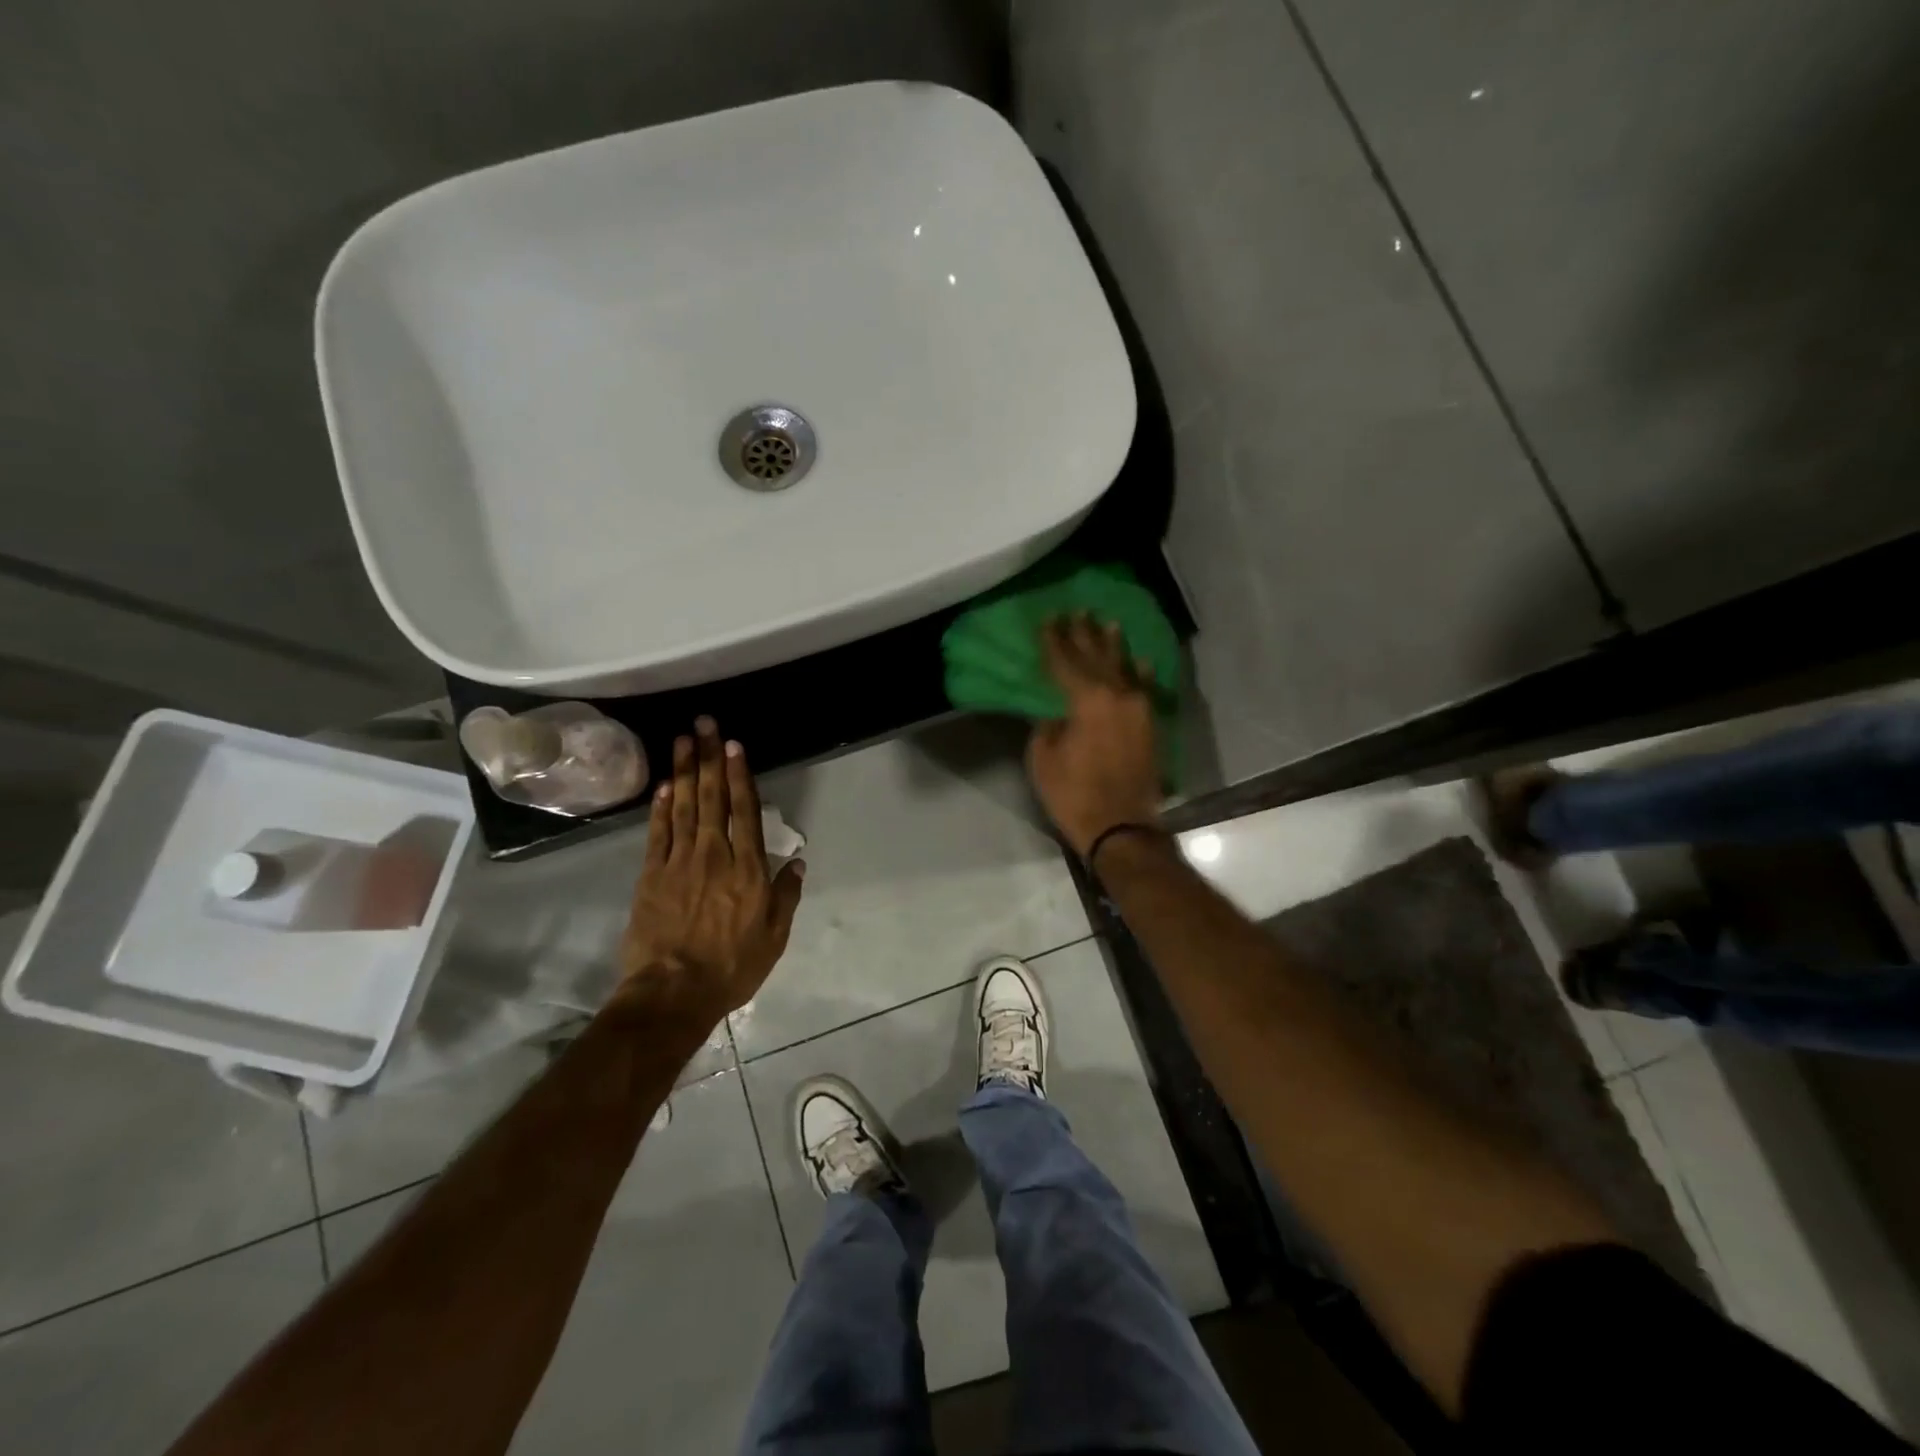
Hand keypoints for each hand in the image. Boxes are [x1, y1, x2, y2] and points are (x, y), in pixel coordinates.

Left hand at [619, 717, 805, 1027]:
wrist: (672, 993)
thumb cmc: (731, 967)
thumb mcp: (774, 937)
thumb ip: (786, 896)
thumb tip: (797, 862)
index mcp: (747, 869)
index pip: (744, 811)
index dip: (740, 775)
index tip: (734, 745)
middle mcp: (713, 855)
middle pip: (712, 797)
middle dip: (709, 758)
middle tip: (705, 723)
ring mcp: (678, 862)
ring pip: (683, 806)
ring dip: (684, 770)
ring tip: (683, 740)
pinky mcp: (649, 875)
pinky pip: (656, 832)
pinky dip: (660, 806)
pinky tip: (664, 784)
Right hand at [1026, 614, 1162, 857]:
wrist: (1123, 826)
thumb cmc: (1074, 794)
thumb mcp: (1043, 759)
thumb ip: (1047, 727)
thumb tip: (1056, 714)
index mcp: (1086, 699)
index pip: (1065, 661)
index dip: (1054, 640)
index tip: (1049, 620)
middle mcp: (1117, 695)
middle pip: (1097, 657)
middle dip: (1085, 634)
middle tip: (1078, 612)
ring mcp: (1138, 709)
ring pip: (1124, 668)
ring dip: (1114, 646)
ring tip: (1109, 624)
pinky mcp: (1150, 725)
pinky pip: (1145, 689)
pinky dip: (1141, 674)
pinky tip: (1140, 662)